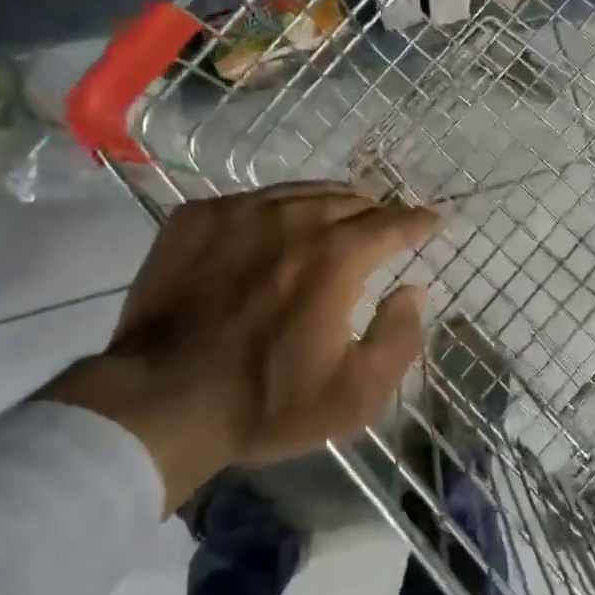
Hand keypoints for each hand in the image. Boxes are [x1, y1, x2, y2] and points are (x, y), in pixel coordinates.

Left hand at [45, 181, 442, 510]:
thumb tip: (413, 292)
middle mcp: (292, 219)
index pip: (392, 223)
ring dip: (328, 202)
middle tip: (383, 222)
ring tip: (337, 214)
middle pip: (348, 199)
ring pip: (300, 191)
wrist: (160, 402)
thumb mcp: (354, 395)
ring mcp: (239, 212)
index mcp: (336, 257)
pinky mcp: (196, 218)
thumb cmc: (265, 403)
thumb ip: (399, 339)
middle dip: (374, 210)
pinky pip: (251, 199)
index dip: (419, 220)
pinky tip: (273, 227)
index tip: (434, 218)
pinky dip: (275, 209)